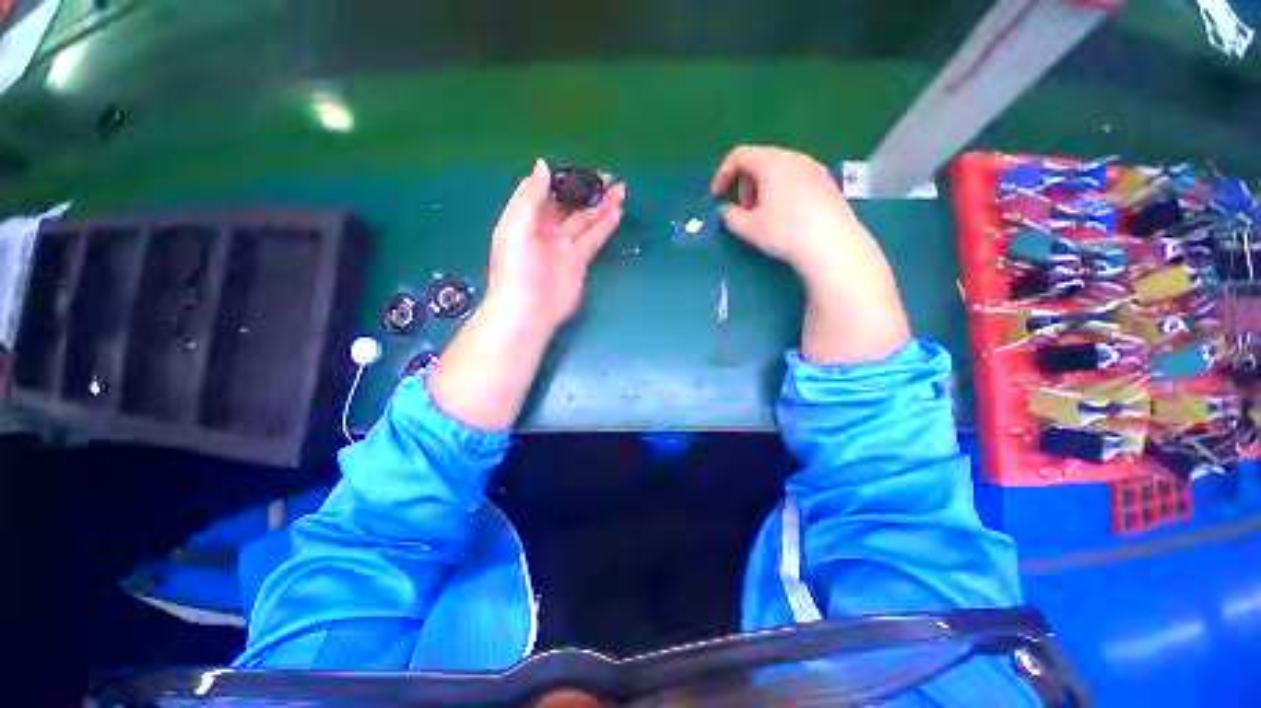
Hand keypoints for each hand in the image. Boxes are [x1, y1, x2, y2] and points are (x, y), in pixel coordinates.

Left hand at [488, 158, 625, 329]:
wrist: (529, 310)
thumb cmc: (517, 269)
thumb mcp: (516, 228)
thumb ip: (530, 197)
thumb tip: (543, 165)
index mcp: (527, 218)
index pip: (548, 192)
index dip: (565, 179)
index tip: (583, 169)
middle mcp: (547, 230)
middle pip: (571, 205)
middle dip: (588, 191)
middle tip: (610, 177)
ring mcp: (564, 247)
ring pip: (586, 221)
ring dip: (602, 206)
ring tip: (621, 191)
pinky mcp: (579, 262)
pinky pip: (593, 239)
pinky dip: (605, 226)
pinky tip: (616, 213)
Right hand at [711, 145, 909, 363]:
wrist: (832, 244)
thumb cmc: (784, 231)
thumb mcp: (748, 227)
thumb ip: (730, 215)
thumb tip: (727, 209)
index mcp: (771, 163)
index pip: (740, 155)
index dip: (722, 174)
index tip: (716, 196)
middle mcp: (794, 158)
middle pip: (760, 160)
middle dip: (744, 183)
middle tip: (742, 209)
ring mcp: (814, 168)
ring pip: (778, 169)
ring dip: (762, 188)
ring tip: (762, 215)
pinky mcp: (826, 183)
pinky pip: (795, 178)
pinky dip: (781, 190)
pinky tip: (784, 216)